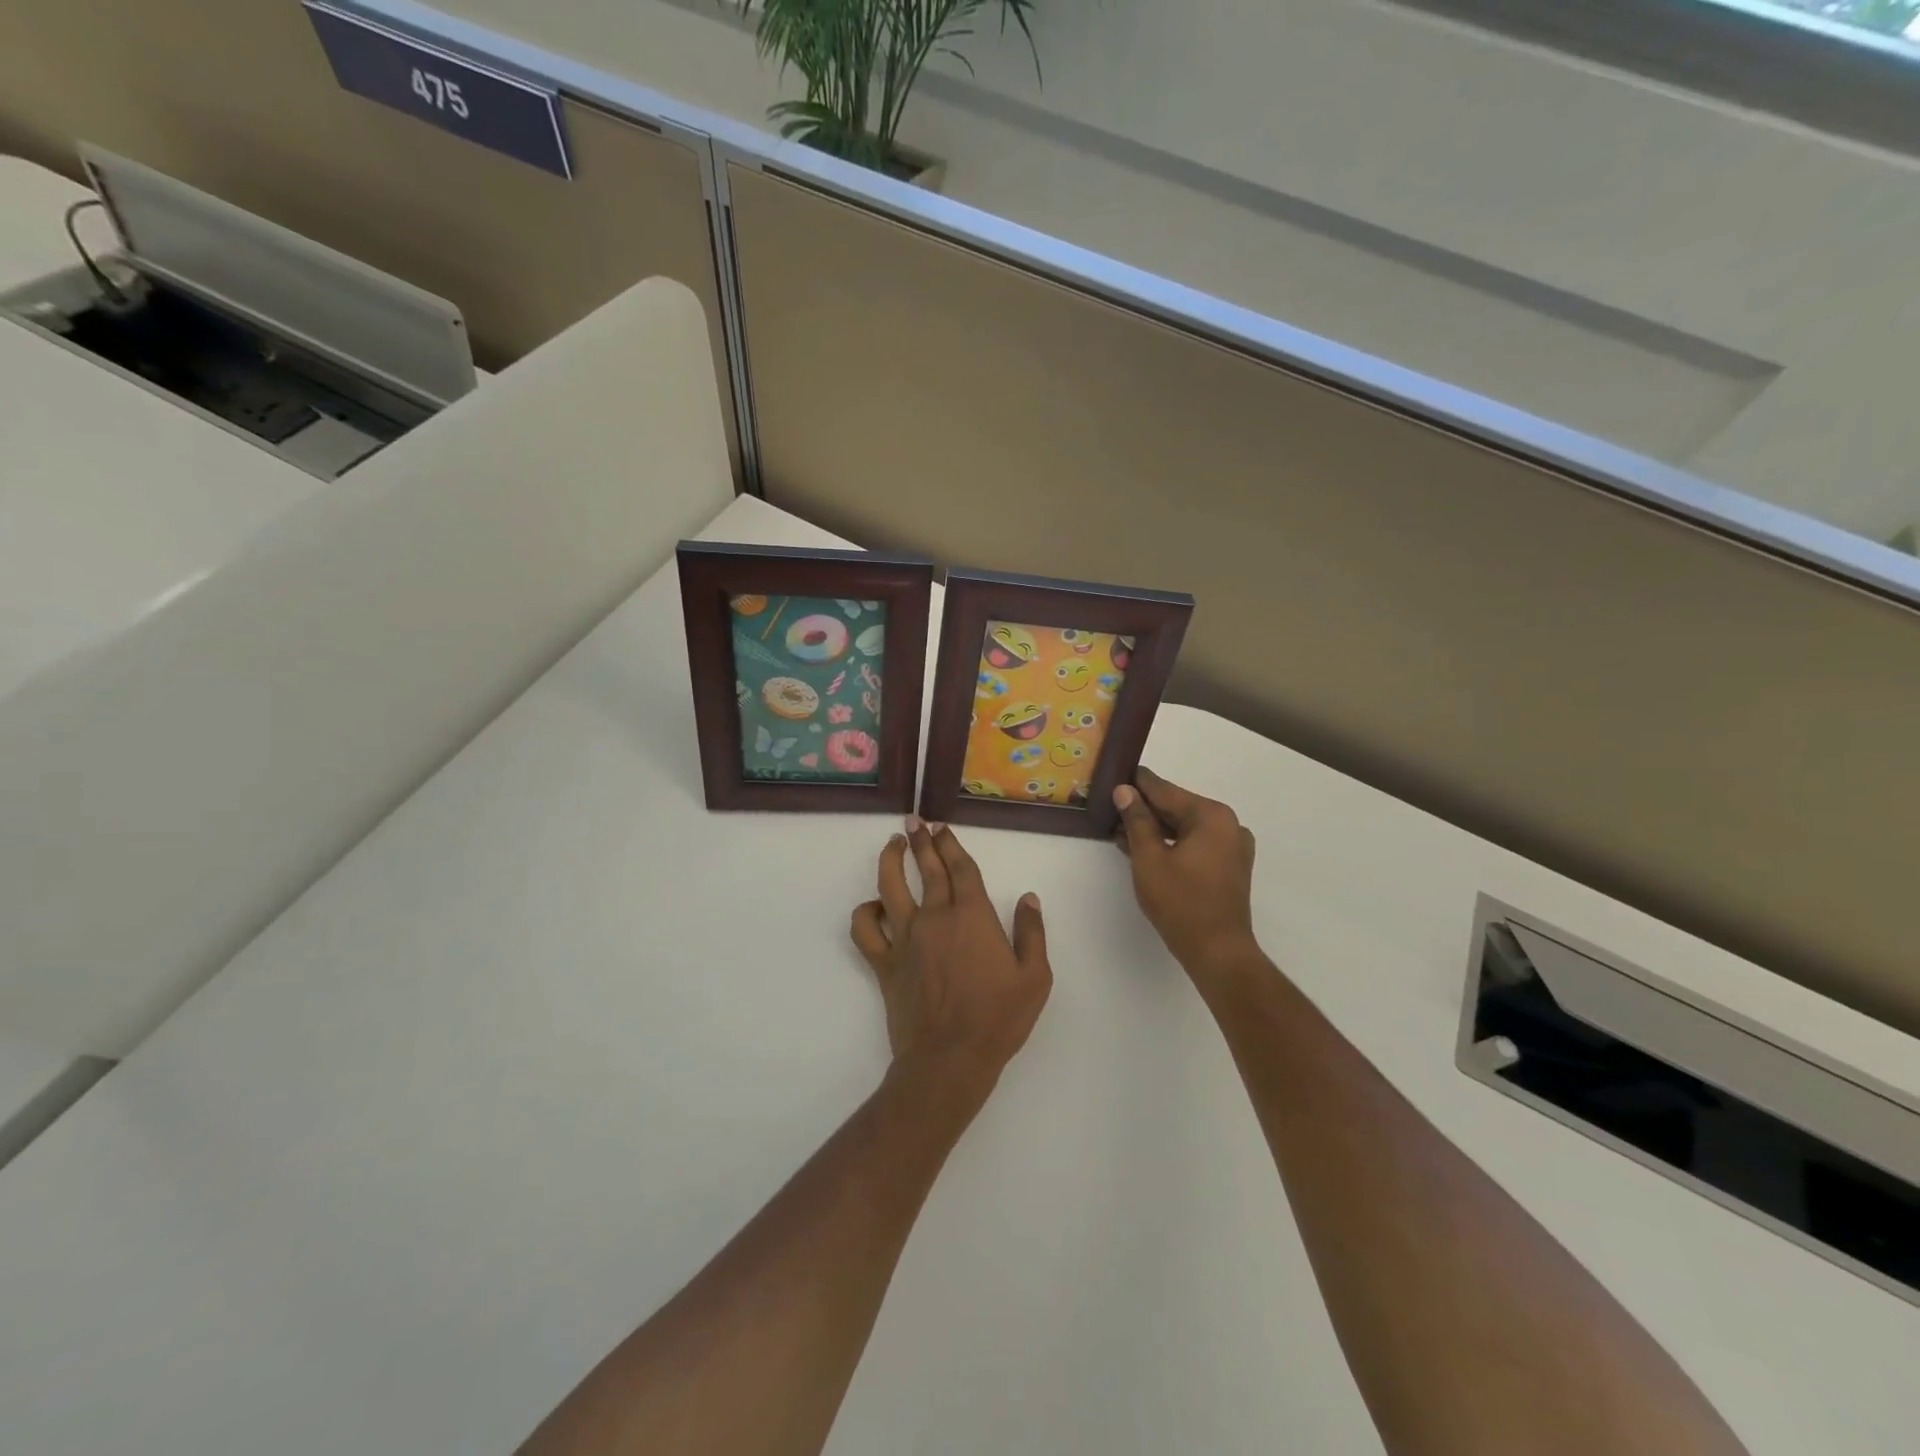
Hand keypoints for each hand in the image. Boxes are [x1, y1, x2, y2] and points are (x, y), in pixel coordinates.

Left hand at [850, 818, 1051, 1105]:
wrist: (950, 1059)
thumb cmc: (998, 1019)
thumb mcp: (1034, 978)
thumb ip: (1031, 933)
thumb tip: (1028, 898)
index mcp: (973, 916)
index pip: (960, 867)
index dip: (950, 844)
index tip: (942, 827)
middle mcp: (936, 917)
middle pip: (927, 869)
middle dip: (921, 841)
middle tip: (915, 821)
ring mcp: (906, 938)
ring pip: (890, 887)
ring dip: (890, 860)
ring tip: (892, 845)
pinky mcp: (885, 963)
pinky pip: (865, 930)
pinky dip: (864, 913)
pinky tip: (873, 906)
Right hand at [1113, 767, 1259, 982]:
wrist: (1217, 952)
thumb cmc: (1181, 902)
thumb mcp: (1149, 858)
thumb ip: (1137, 820)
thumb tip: (1124, 791)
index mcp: (1211, 816)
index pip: (1165, 790)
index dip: (1136, 784)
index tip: (1113, 775)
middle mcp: (1228, 824)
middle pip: (1177, 808)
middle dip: (1144, 809)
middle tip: (1110, 806)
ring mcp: (1232, 847)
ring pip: (1184, 828)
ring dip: (1154, 829)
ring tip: (1120, 830)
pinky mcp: (1229, 867)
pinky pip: (1194, 844)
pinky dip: (1171, 844)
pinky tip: (1142, 848)